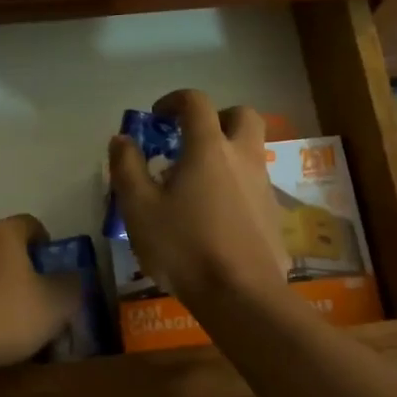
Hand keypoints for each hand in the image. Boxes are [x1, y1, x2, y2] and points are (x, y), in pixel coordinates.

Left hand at [0, 215, 82, 372]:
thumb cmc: (4, 314)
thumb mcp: (56, 305)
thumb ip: (71, 286)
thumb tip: (71, 278)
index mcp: (3, 231)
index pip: (31, 225)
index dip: (46, 246)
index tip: (52, 271)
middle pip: (1, 243)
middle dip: (16, 263)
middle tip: (30, 294)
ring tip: (2, 314)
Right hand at [108, 89, 290, 305]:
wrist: (241, 296)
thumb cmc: (184, 247)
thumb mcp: (139, 209)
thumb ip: (127, 168)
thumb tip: (122, 139)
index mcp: (209, 148)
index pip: (196, 102)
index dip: (174, 100)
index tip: (157, 118)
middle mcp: (243, 157)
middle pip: (242, 115)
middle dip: (217, 117)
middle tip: (192, 139)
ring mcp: (264, 186)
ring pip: (251, 152)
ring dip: (227, 154)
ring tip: (197, 184)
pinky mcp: (274, 215)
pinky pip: (255, 185)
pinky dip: (236, 186)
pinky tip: (216, 216)